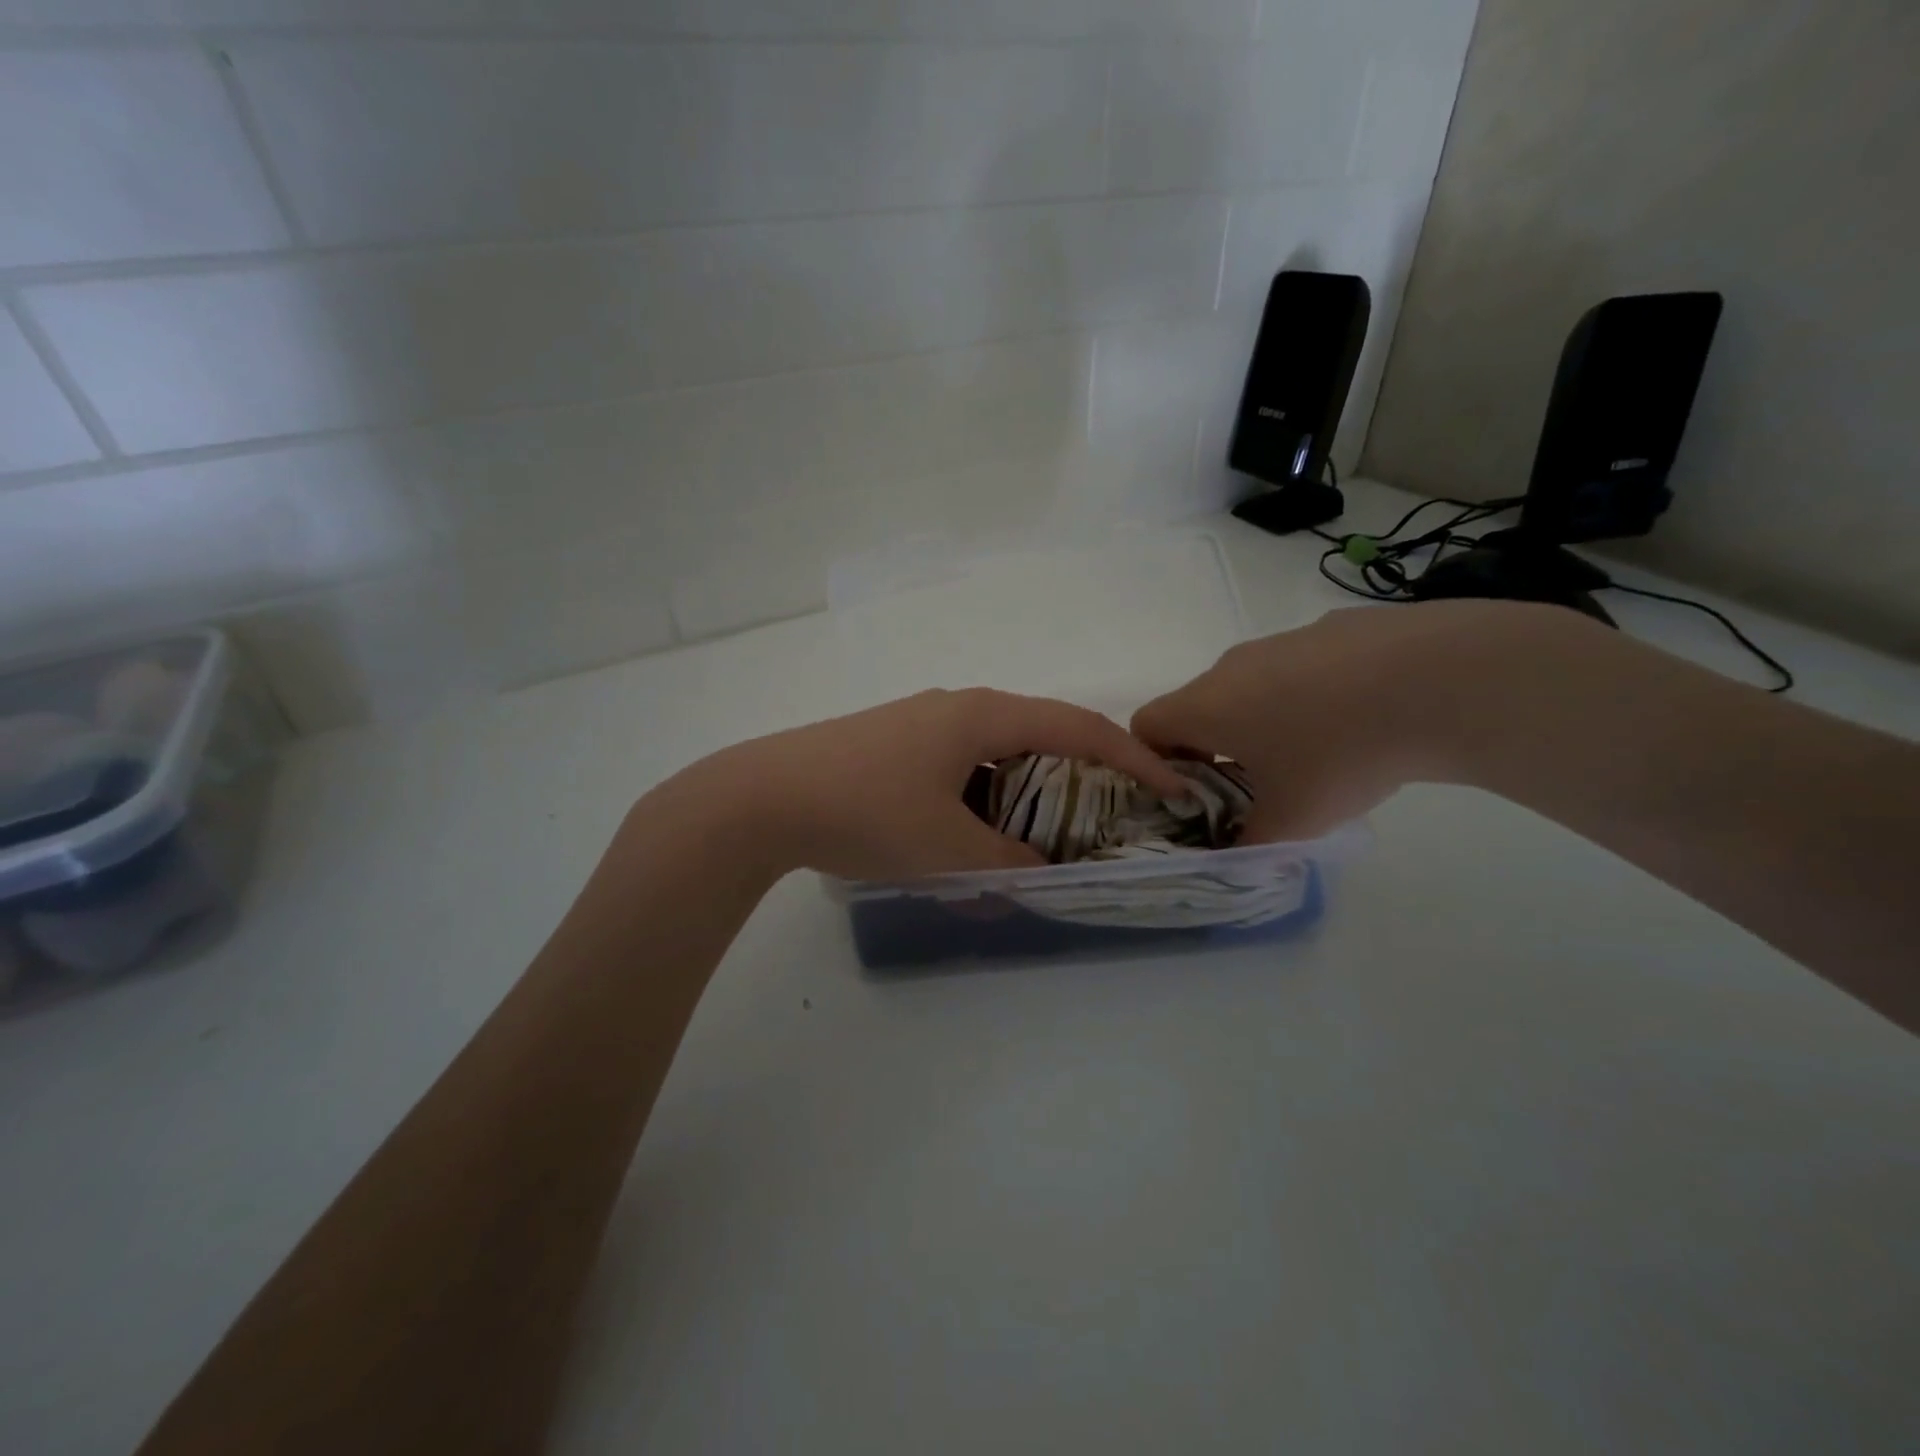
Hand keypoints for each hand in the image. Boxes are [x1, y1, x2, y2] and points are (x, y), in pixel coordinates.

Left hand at [663, 689, 1191, 880]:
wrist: (763, 796)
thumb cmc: (867, 811)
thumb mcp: (948, 848)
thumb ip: (1006, 861)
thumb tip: (1036, 868)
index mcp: (983, 715)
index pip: (1077, 727)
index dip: (1131, 756)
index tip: (1170, 784)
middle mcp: (957, 707)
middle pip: (1039, 731)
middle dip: (1079, 770)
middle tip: (1105, 813)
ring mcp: (920, 722)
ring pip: (995, 749)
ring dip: (1026, 785)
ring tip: (1041, 830)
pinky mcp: (892, 743)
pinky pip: (959, 762)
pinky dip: (984, 792)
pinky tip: (972, 830)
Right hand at [1132, 601, 1590, 840]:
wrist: (1441, 680)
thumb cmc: (1341, 754)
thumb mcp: (1293, 820)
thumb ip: (1250, 844)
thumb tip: (1238, 851)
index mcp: (1206, 705)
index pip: (1145, 726)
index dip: (1156, 763)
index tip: (1194, 795)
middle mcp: (1232, 666)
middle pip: (1199, 707)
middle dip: (1214, 748)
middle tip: (1255, 787)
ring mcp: (1283, 641)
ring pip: (1251, 686)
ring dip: (1262, 721)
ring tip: (1317, 755)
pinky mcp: (1333, 628)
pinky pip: (1299, 668)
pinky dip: (1310, 695)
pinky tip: (1362, 719)